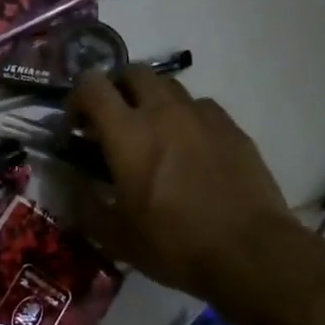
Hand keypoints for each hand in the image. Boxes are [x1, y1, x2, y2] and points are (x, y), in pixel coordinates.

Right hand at [69, 69, 303, 300]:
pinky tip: (190, 147)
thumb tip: (73, 183)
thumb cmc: (175, 244)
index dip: (77, 98)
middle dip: (116, 89)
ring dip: (151, 100)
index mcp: (127, 132)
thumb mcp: (116, 237)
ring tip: (153, 133)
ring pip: (168, 85)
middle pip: (132, 72)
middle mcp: (163, 111)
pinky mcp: (231, 126)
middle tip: (113, 121)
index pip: (92, 85)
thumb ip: (85, 204)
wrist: (251, 252)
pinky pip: (200, 106)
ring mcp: (201, 115)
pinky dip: (186, 117)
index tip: (77, 126)